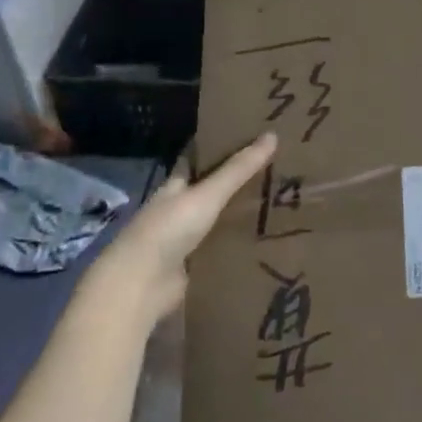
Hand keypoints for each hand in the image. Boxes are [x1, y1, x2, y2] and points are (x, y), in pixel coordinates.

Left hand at [89, 132, 277, 327]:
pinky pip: (221, 249)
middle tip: (276, 169)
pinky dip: (239, 244)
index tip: (251, 137)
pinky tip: (266, 238)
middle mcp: (177, 210)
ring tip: (280, 202)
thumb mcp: (207, 194)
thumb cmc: (168, 230)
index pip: (198, 161)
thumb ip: (239, 169)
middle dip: (238, 183)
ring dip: (240, 215)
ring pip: (218, 220)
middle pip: (211, 191)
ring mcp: (184, 240)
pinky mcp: (193, 266)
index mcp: (175, 187)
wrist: (141, 286)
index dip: (220, 148)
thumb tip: (272, 134)